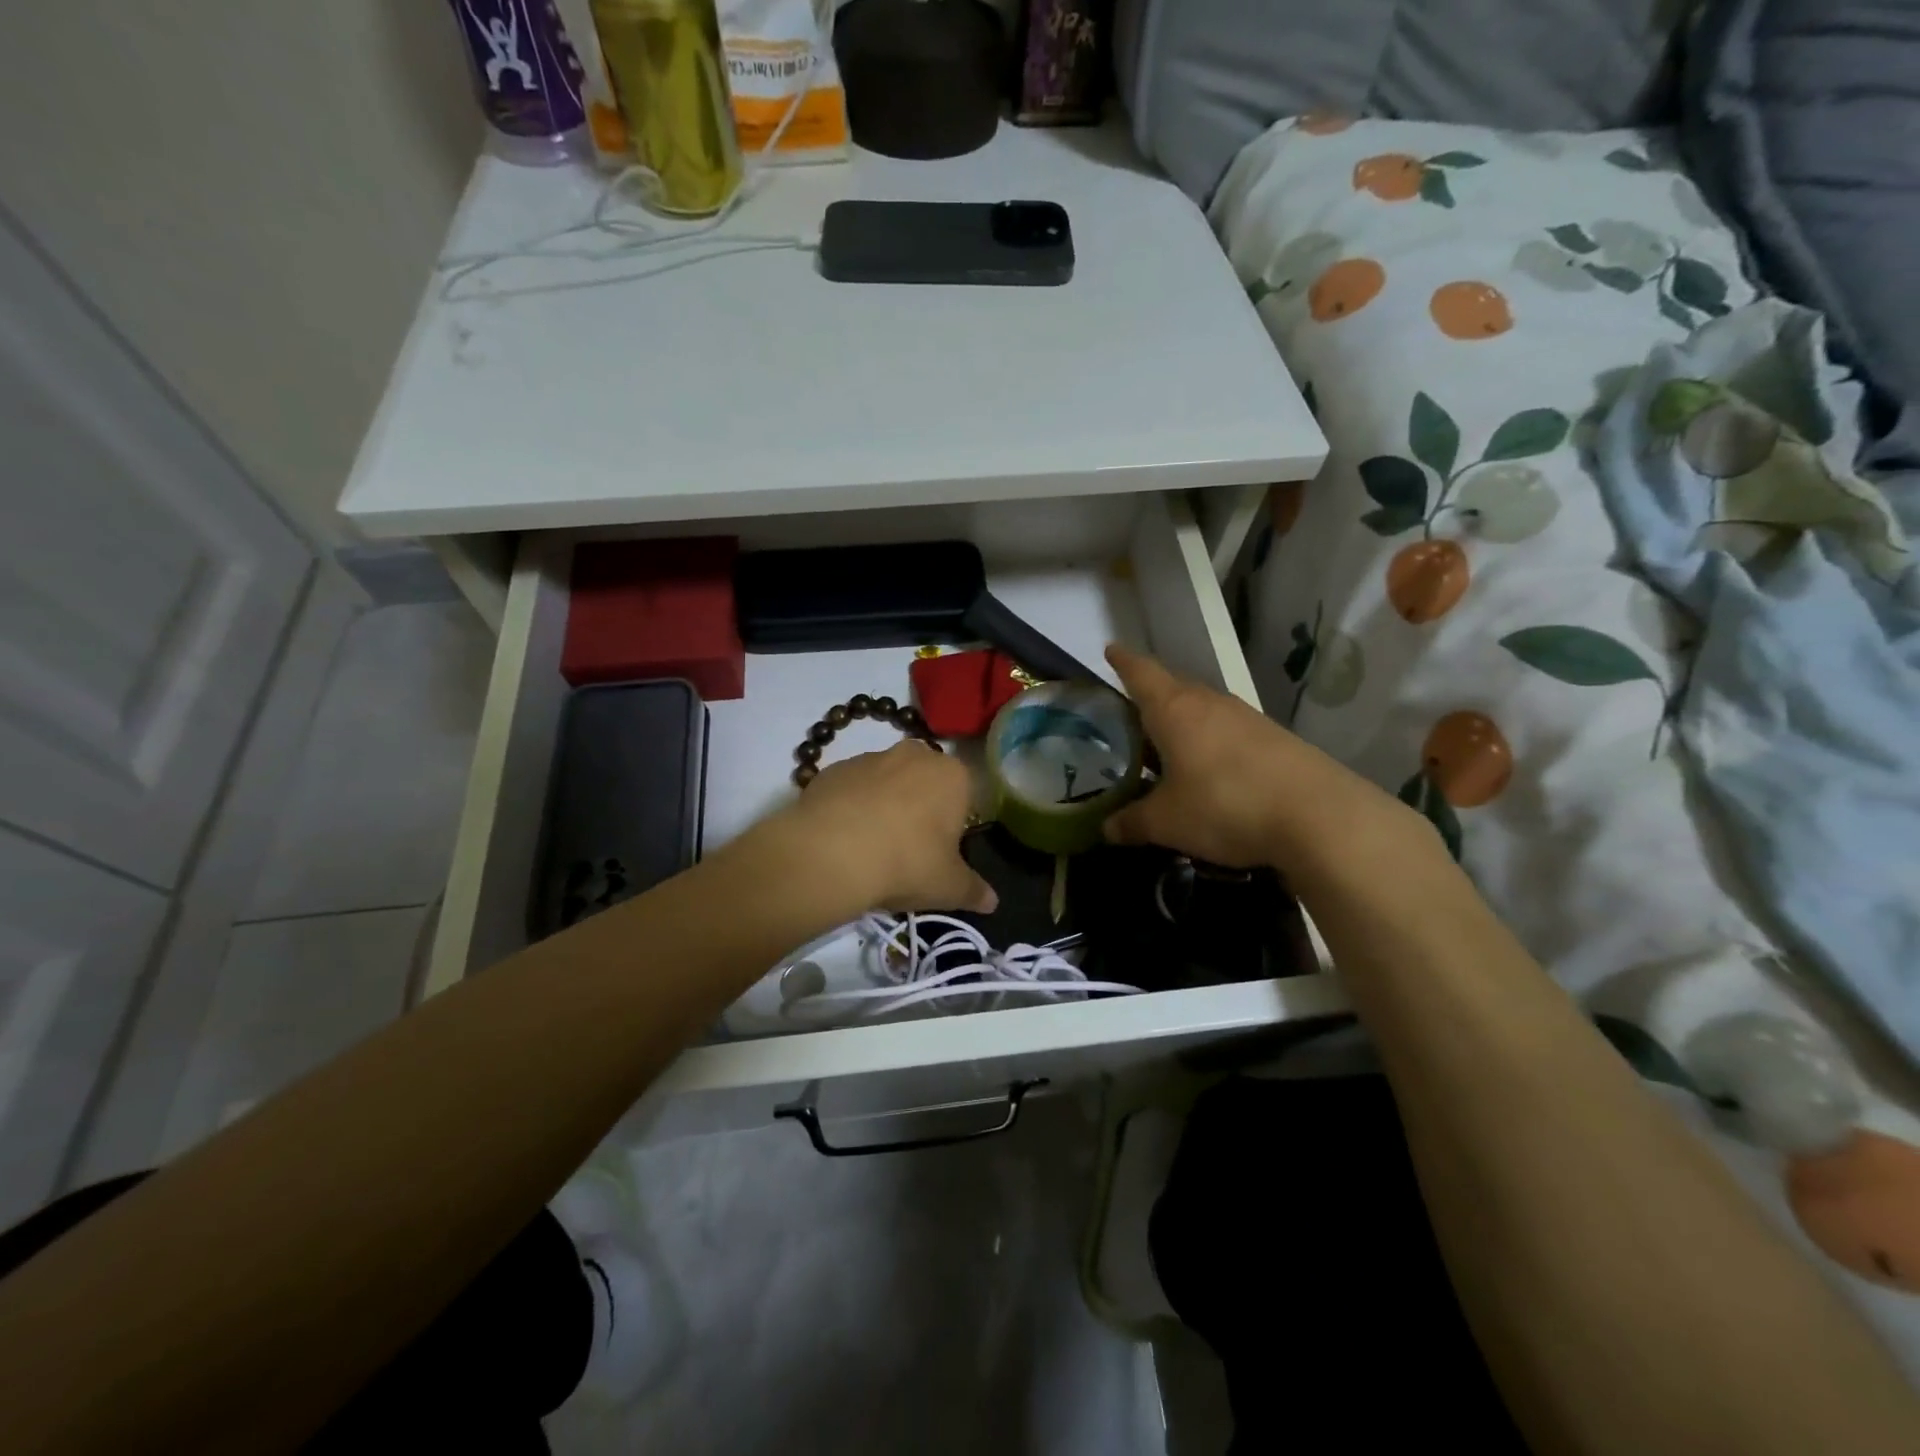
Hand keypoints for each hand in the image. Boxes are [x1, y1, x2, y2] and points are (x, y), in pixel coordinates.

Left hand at [768, 740, 996, 914]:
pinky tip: (842, 839)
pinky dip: (850, 807)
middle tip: (907, 849)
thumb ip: (974, 891)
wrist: (832, 853)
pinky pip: (851, 788)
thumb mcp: (949, 887)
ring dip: (883, 805)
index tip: (940, 852)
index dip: (953, 824)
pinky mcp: (832, 769)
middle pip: (923, 782)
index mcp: (952, 775)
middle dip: (919, 808)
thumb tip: (992, 902)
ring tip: (870, 847)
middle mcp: (914, 755)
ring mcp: (869, 758)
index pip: (964, 795)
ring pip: (885, 782)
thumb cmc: (907, 863)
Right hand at [1102, 645, 1423, 878]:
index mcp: (1174, 711)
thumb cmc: (1225, 806)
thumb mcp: (1167, 822)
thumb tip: (1107, 828)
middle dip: (1150, 696)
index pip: (1141, 673)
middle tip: (1129, 714)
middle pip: (1173, 688)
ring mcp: (1246, 718)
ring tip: (1166, 745)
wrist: (1318, 816)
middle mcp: (1210, 703)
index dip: (1123, 661)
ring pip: (1202, 709)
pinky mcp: (1273, 738)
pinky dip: (1209, 740)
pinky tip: (1208, 768)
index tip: (1111, 649)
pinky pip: (1227, 729)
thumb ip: (1132, 822)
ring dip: (1182, 721)